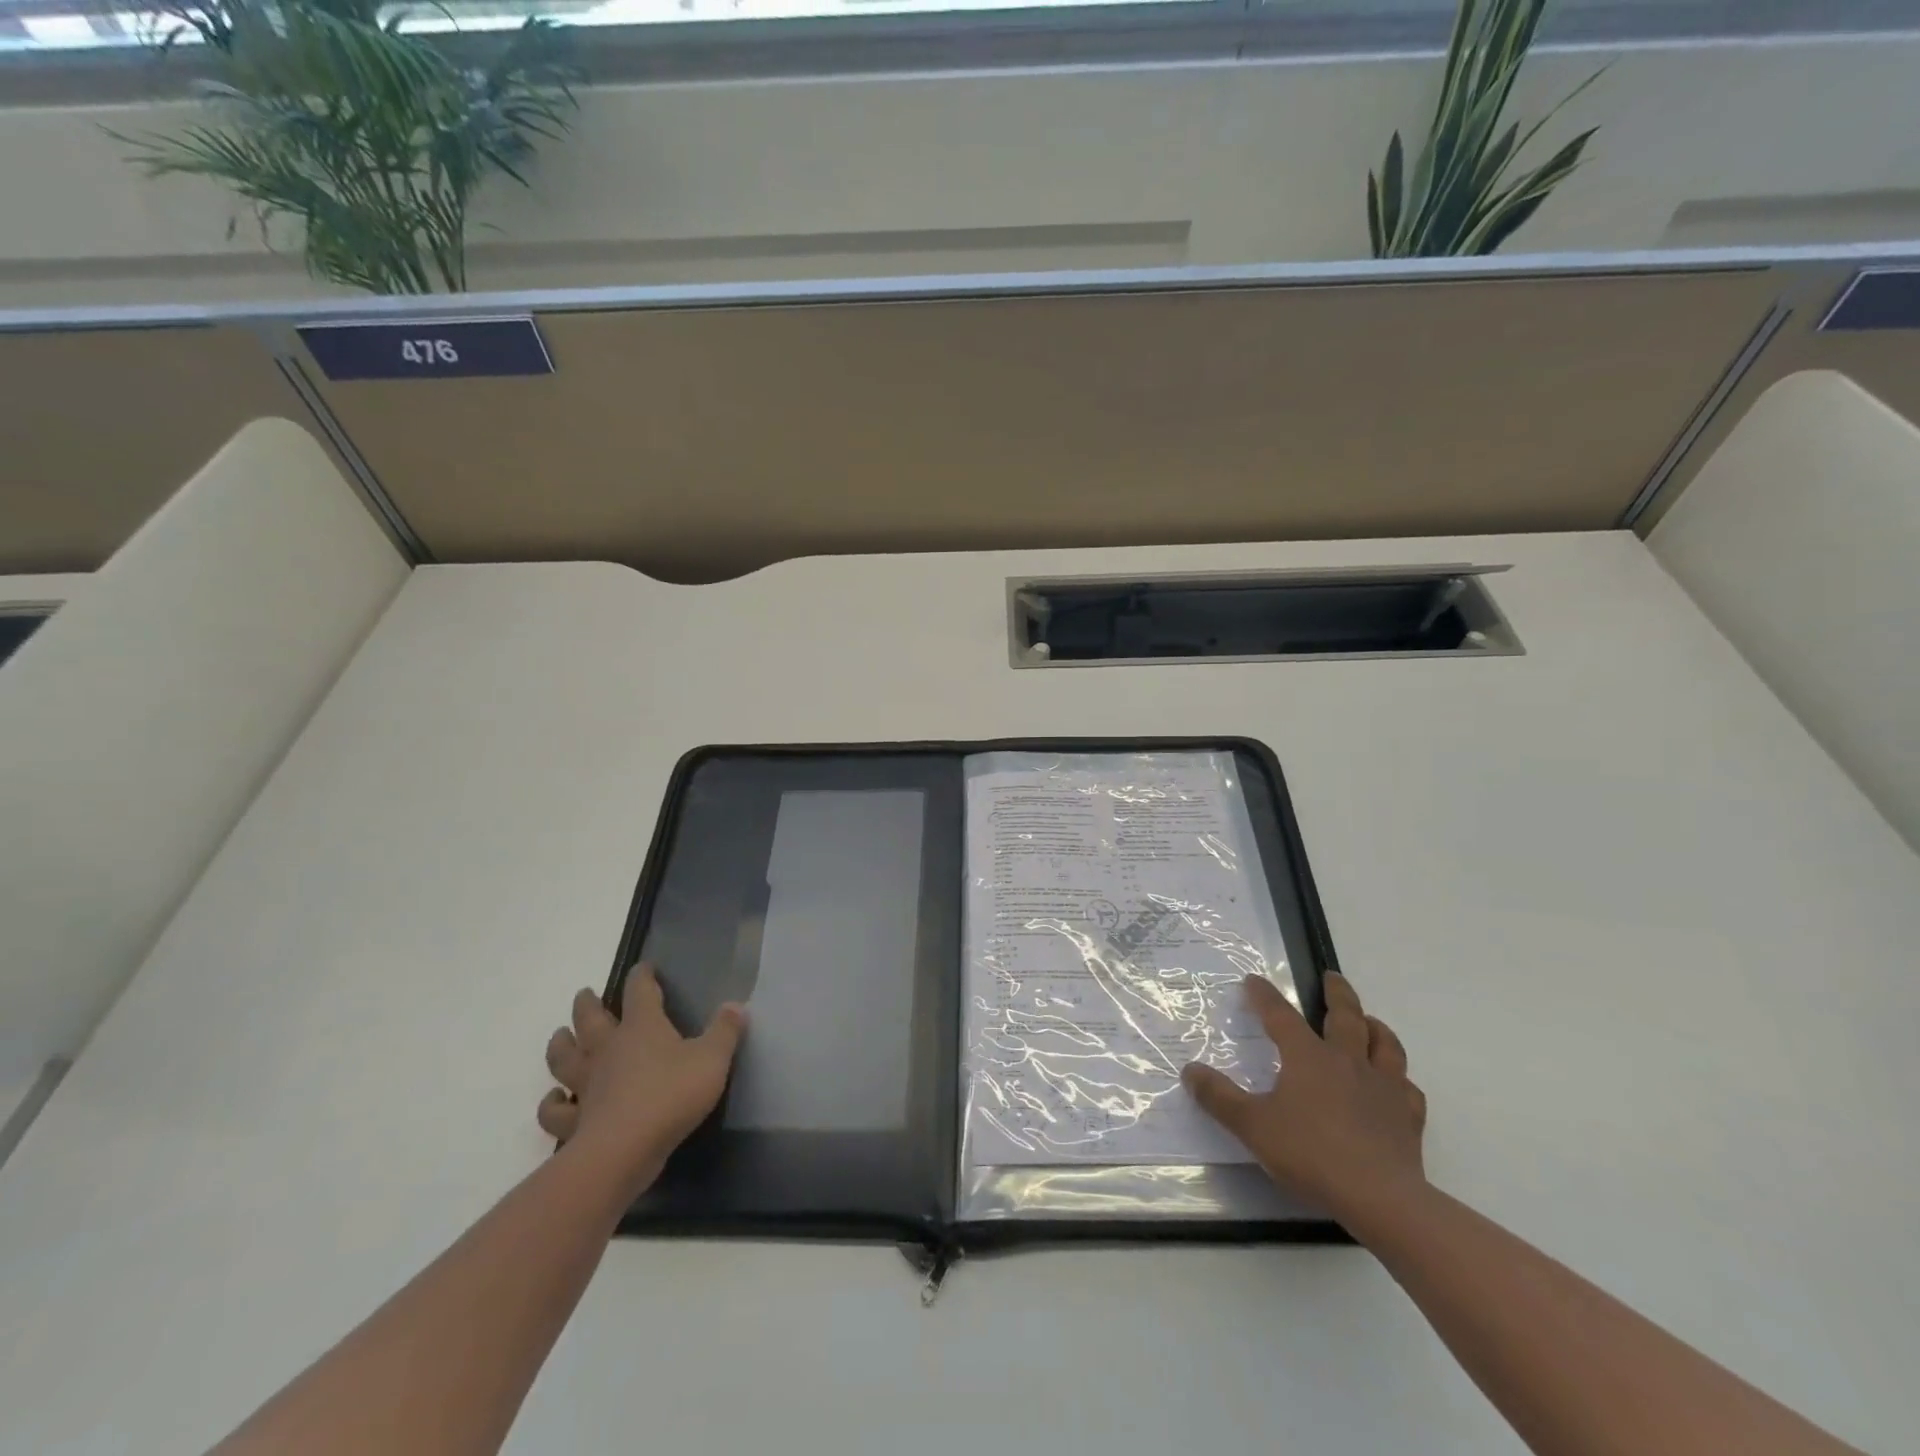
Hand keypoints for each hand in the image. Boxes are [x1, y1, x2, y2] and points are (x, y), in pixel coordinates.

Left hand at [537, 965, 746, 1196]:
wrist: (624, 1150)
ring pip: (564, 1058)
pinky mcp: (575, 1120)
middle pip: (590, 1019)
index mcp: (642, 1027)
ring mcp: (586, 1084)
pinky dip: (551, 1103)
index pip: (639, 991)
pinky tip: (555, 1099)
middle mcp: (608, 1049)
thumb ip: (725, 1031)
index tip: (643, 967)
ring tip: (560, 1037)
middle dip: (588, 1004)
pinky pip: (555, 1110)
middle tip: (585, 995)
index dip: (641, 976)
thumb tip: (736, 1005)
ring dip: (560, 1045)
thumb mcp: (712, 1059)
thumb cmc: (672, 1095)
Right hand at [1183, 972, 1426, 1221]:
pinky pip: (1408, 1089)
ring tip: (1369, 1021)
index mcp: (1308, 1057)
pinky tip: (1396, 1085)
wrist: (1381, 1198)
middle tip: (1332, 977)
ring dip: (1375, 1027)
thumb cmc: (1311, 1154)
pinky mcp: (1408, 1117)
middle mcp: (1348, 1061)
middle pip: (1346, 1016)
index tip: (1253, 980)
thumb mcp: (1253, 1126)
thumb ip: (1219, 1097)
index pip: (1280, 1015)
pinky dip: (1400, 1079)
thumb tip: (1190, 1070)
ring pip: (1385, 1044)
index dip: (1264, 995)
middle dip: (1336, 993)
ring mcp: (1384, 1087)